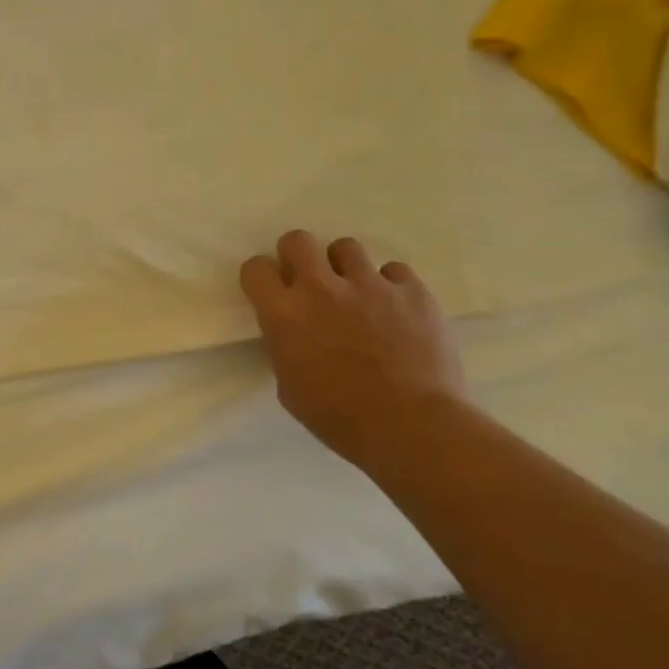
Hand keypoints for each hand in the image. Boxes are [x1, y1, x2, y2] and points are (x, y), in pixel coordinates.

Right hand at [239, 230, 467, 464]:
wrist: (411, 427)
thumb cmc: (338, 417)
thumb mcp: (289, 386)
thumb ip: (284, 347)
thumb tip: (291, 333)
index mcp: (284, 314)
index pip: (255, 268)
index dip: (261, 278)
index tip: (270, 292)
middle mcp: (321, 288)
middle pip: (298, 240)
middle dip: (298, 256)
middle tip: (309, 281)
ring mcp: (370, 285)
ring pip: (347, 247)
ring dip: (345, 267)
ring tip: (356, 293)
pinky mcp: (412, 292)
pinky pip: (395, 271)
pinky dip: (390, 286)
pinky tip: (395, 310)